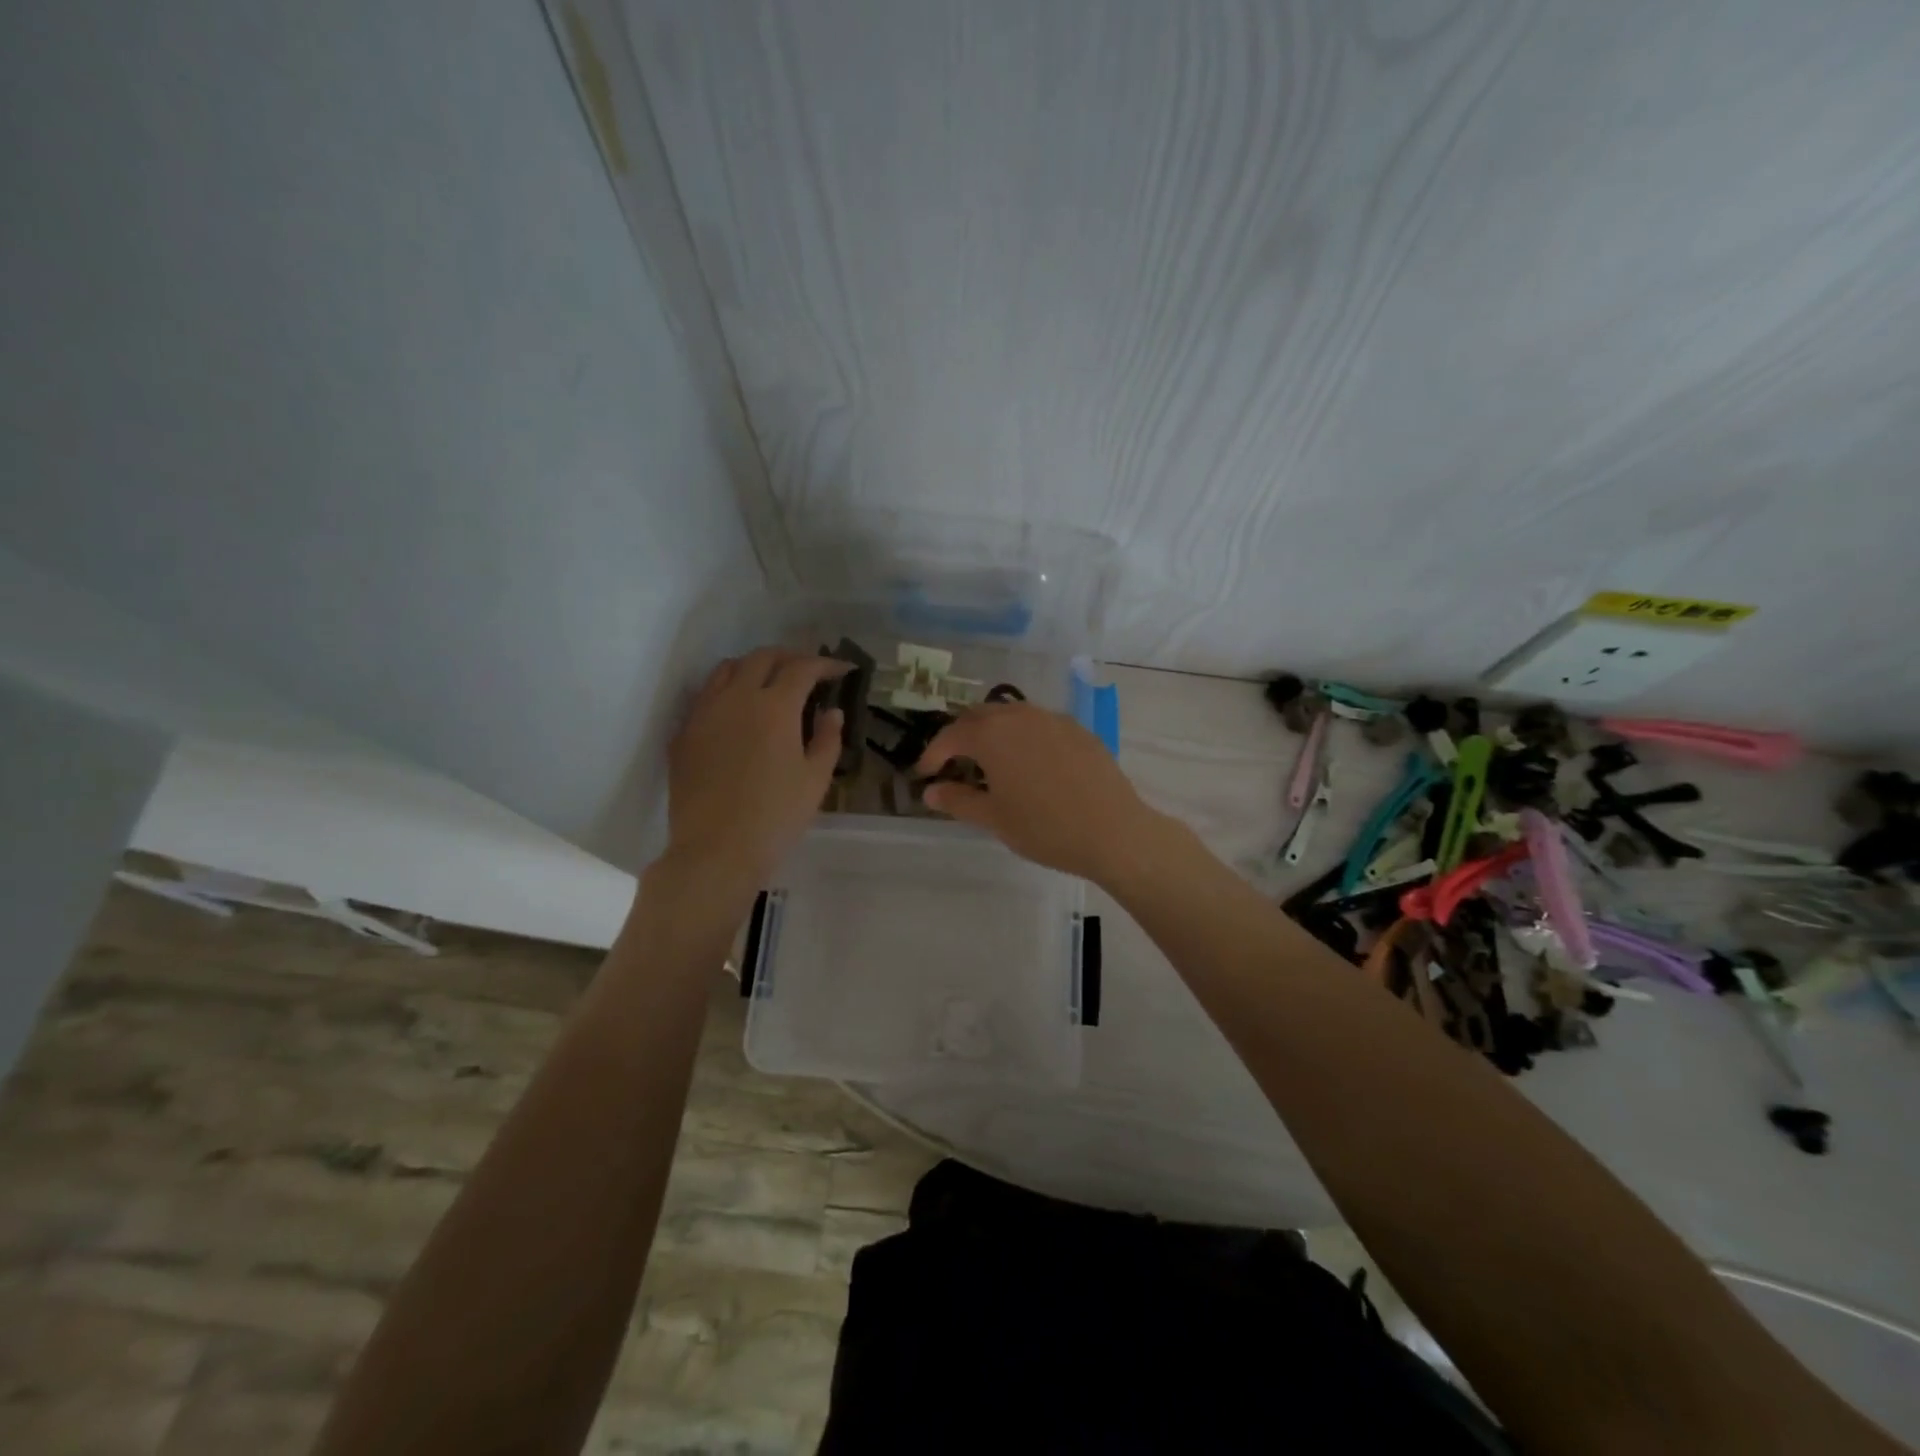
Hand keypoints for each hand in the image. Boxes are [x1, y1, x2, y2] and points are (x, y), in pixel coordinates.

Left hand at [665, 647, 848, 886]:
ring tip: (769, 682)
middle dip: (789, 657)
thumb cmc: (776, 816)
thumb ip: (827, 738)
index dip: (825, 664)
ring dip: (753, 667)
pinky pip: (705, 696)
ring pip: (727, 669)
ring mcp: (704, 713)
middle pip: (762, 657)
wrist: (716, 850)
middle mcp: (736, 698)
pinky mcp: (683, 734)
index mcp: (775, 706)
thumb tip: (831, 712)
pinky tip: (737, 713)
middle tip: (808, 671)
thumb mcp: (816, 780)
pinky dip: (727, 691)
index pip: (802, 668)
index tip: (841, 670)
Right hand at [916, 702, 1165, 882]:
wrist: (1114, 831)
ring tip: (989, 761)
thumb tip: (930, 792)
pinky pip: (1039, 725)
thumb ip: (958, 800)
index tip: (924, 774)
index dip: (933, 754)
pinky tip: (1028, 763)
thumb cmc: (1045, 827)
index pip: (951, 736)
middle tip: (953, 762)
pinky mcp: (1078, 730)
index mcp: (993, 735)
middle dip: (961, 736)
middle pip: (980, 716)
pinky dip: (1023, 737)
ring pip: (1012, 715)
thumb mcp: (994, 818)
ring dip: (993, 732)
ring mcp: (1053, 719)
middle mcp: (1021, 716)